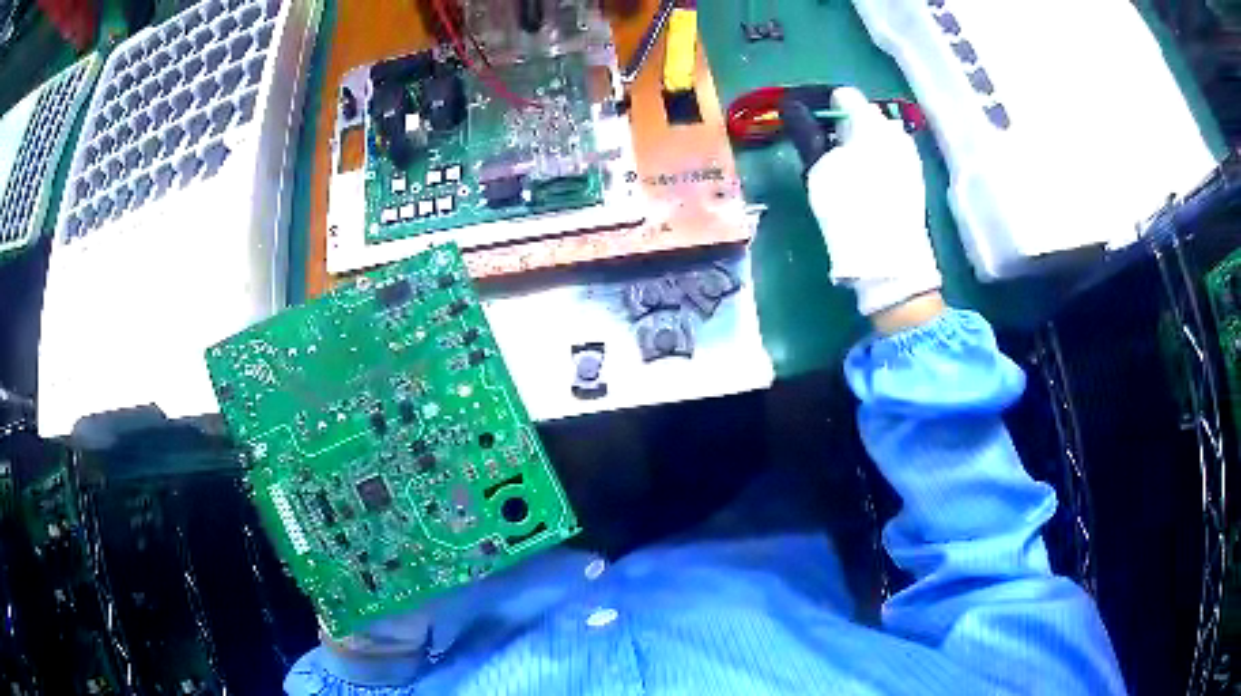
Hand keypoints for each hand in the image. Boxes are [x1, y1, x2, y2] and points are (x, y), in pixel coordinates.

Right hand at [797, 86, 941, 316]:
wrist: (890, 260)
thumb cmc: (849, 210)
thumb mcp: (818, 169)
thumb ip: (806, 133)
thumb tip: (792, 108)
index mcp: (870, 121)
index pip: (843, 95)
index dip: (822, 106)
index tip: (809, 127)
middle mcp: (895, 130)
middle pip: (862, 114)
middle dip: (843, 126)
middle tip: (825, 152)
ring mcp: (909, 153)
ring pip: (877, 135)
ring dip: (860, 144)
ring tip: (846, 172)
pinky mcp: (916, 175)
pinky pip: (890, 154)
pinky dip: (875, 160)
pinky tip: (867, 185)